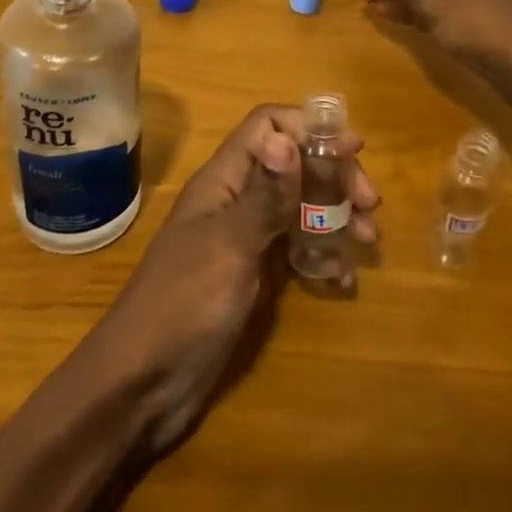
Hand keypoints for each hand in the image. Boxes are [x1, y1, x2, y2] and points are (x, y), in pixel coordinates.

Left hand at [83, 105, 379, 452]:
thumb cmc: (183, 305)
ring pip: (299, 206)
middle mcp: (237, 200)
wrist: (141, 385)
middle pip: (293, 164)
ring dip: (336, 215)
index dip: (310, 129)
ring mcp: (245, 238)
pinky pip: (296, 250)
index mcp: (224, 180)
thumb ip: (264, 195)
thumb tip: (286, 138)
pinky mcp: (253, 275)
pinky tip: (343, 279)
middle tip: (370, 204)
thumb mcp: (229, 247)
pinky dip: (322, 256)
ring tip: (367, 240)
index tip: (353, 150)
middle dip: (334, 176)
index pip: (268, 127)